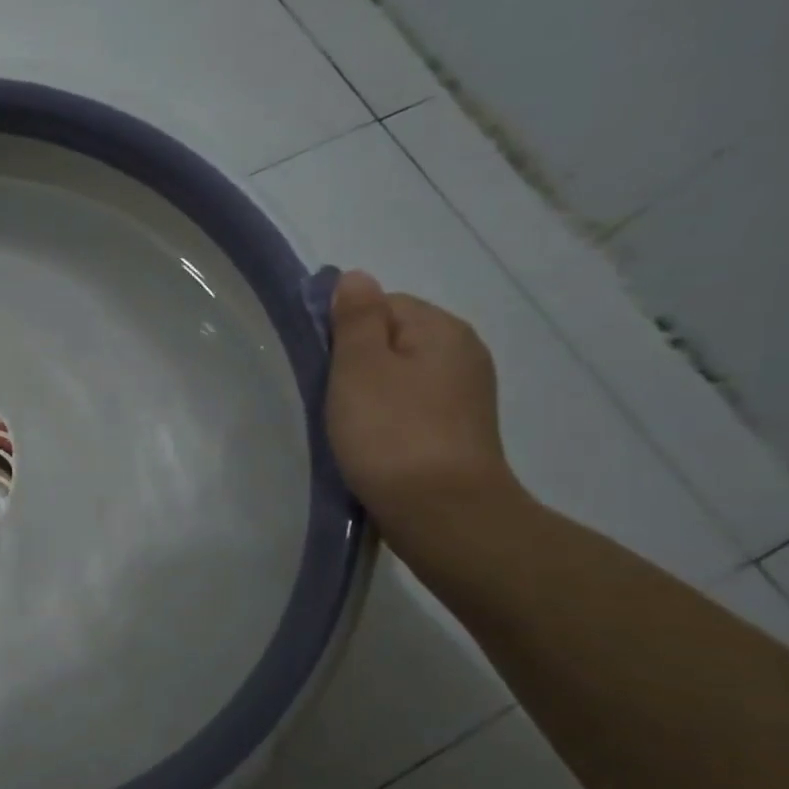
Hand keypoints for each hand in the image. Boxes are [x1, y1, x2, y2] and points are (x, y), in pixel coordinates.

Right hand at [325, 270, 526, 563]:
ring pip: (400, 377)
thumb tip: (355, 276)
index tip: (323, 365)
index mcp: (442, 329)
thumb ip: (355, 318)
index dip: (345, 329)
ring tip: (347, 425)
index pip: (383, 304)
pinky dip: (388, 419)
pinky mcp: (458, 432)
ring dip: (370, 394)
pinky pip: (411, 408)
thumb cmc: (391, 433)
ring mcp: (465, 396)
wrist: (442, 513)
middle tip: (330, 398)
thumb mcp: (360, 367)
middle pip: (394, 340)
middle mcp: (463, 353)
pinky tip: (371, 443)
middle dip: (357, 363)